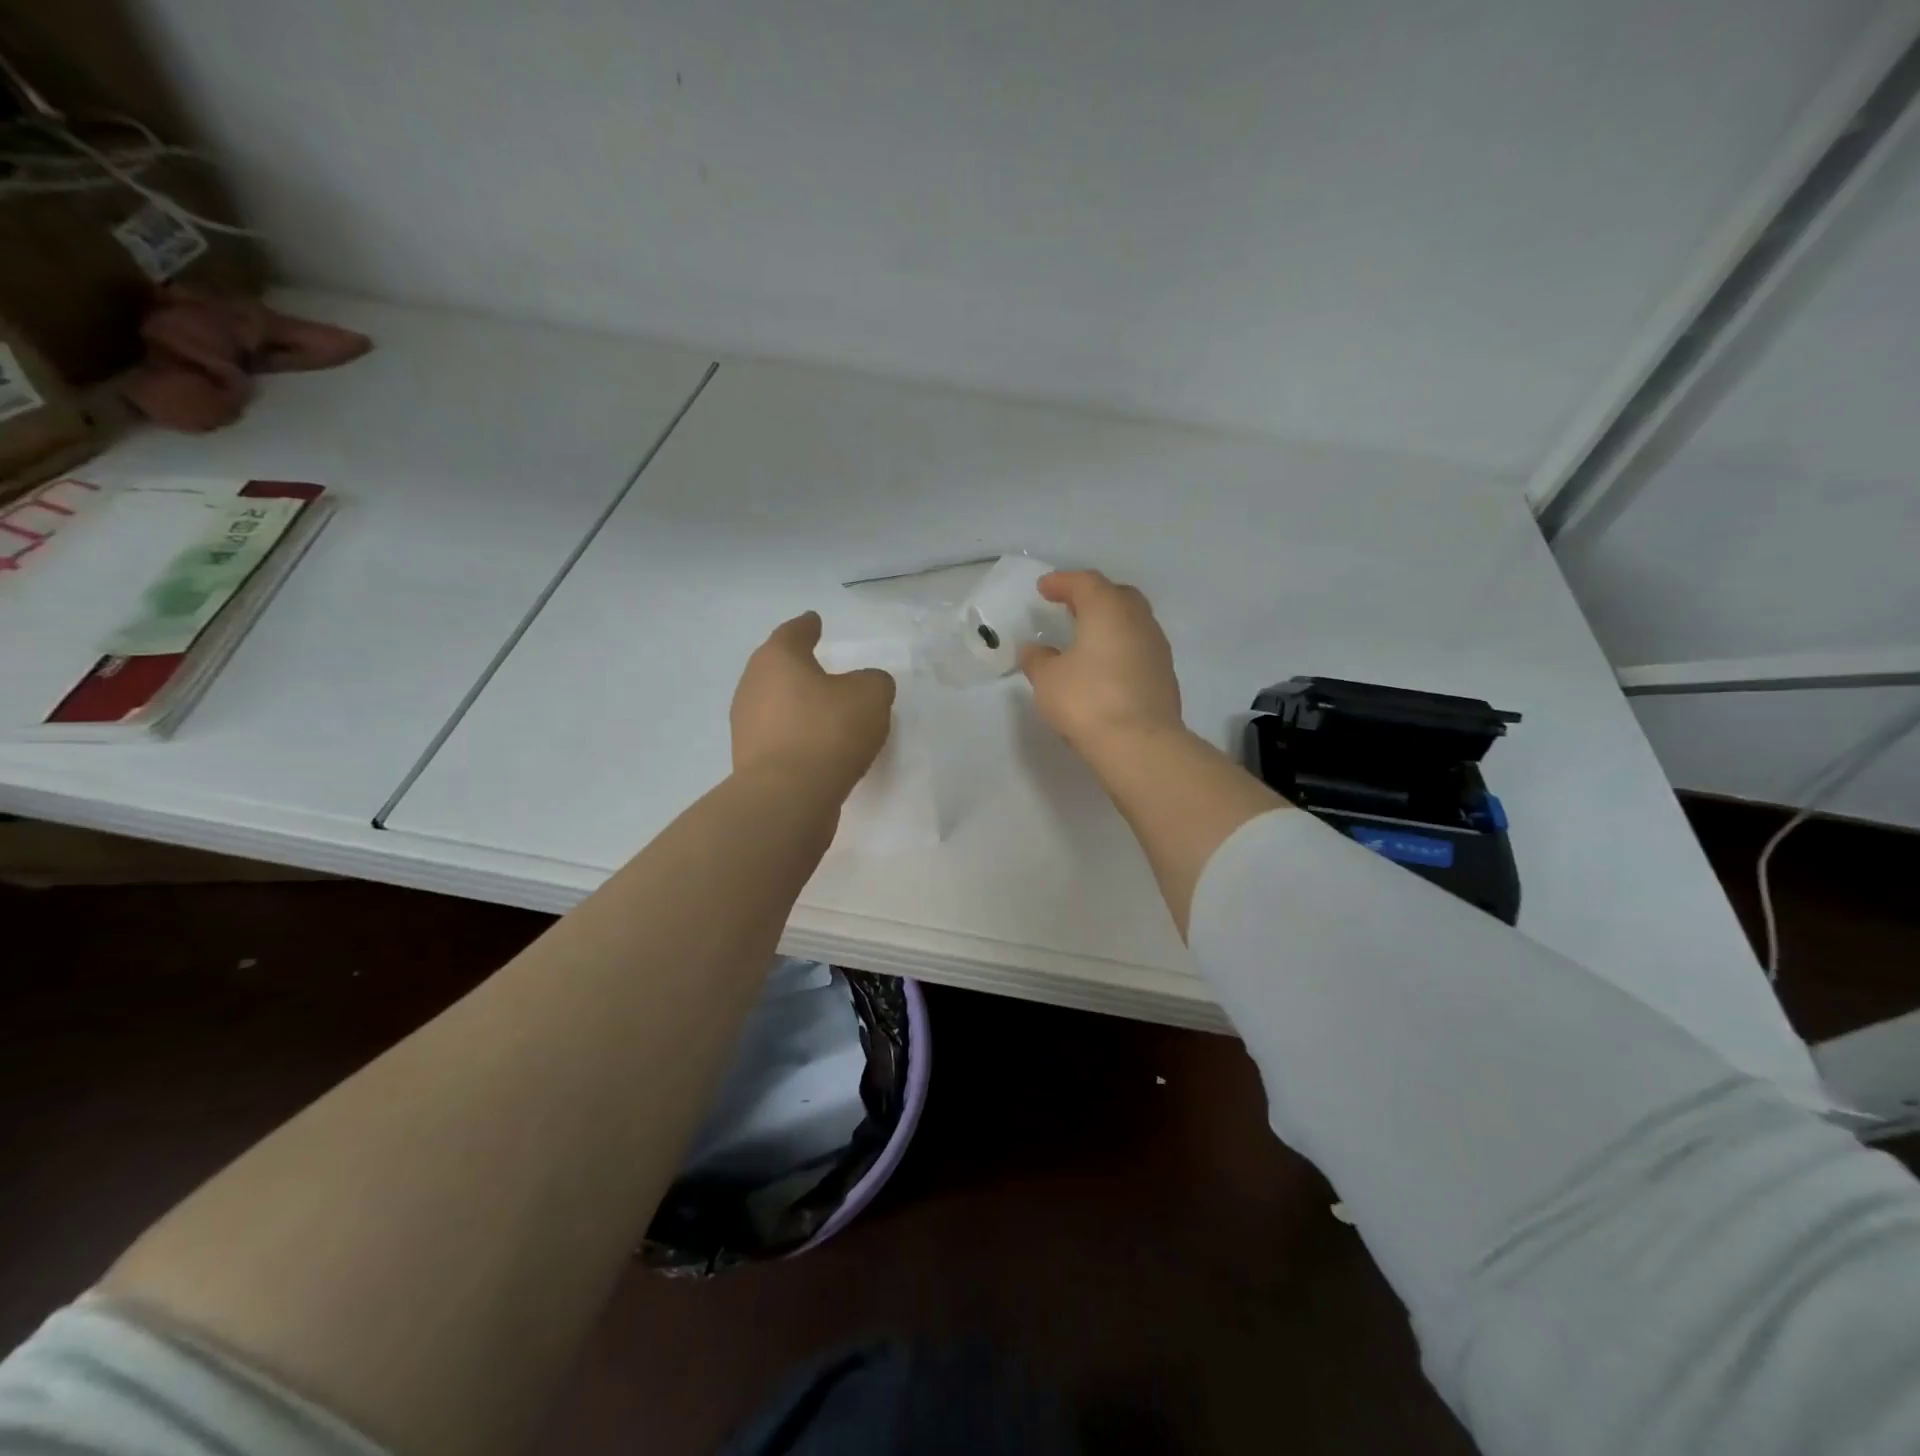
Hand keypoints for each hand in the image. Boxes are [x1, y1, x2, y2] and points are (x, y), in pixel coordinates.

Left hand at [731, 612, 896, 791]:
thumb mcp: (871, 696)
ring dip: (796, 704)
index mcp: (778, 659)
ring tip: (823, 709)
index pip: (793, 632)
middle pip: (776, 667)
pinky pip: (778, 736)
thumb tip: (865, 685)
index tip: (815, 621)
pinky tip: (816, 744)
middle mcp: (753, 685)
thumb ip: (874, 682)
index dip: (807, 626)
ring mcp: (746, 725)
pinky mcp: (750, 760)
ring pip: (775, 703)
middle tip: (820, 666)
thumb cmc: (828, 732)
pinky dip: (795, 734)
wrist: (787, 797)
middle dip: (797, 666)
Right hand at [1020, 570, 1182, 751]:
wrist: (1140, 744)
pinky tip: (1105, 666)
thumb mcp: (1048, 680)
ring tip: (1087, 637)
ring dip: (1110, 623)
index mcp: (1107, 610)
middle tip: (1070, 606)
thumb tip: (1035, 650)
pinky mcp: (1164, 675)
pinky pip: (1139, 648)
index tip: (1044, 588)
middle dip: (1092, 597)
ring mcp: (1156, 647)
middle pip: (1116, 596)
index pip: (1085, 583)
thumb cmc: (1087, 701)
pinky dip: (1121, 647)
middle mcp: (1138, 620)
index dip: (1062, 582)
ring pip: (1132, 622)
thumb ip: (1039, 660)